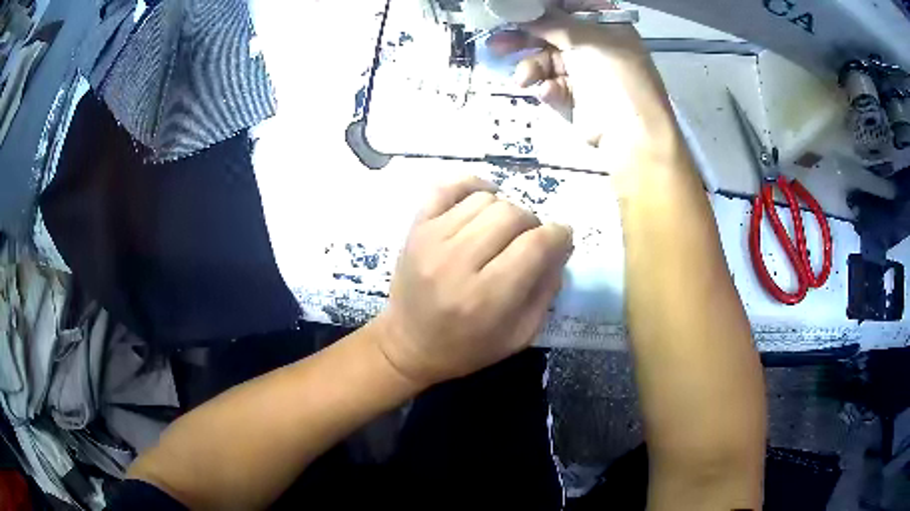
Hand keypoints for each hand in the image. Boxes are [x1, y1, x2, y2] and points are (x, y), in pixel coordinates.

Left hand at [374, 177, 572, 386]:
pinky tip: (481, 200)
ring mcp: (432, 240)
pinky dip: (472, 186)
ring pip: (486, 199)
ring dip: (505, 210)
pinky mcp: (416, 227)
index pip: (536, 244)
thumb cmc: (467, 348)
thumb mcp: (519, 335)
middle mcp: (457, 262)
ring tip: (502, 231)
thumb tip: (560, 246)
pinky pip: (448, 186)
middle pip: (513, 214)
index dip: (559, 235)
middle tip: (529, 241)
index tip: (561, 238)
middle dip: (533, 224)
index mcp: (487, 297)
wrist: (408, 345)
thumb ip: (546, 290)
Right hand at [487, 11, 671, 155]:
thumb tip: (524, 14)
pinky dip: (547, 88)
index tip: (513, 11)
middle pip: (551, 34)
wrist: (631, 133)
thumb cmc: (617, 76)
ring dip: (531, 67)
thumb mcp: (588, 39)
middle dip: (524, 38)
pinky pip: (551, 85)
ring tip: (522, 78)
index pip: (568, 9)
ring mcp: (584, 73)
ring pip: (546, 61)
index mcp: (605, 27)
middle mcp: (594, 46)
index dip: (541, 9)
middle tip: (496, 42)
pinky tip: (549, 93)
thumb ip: (553, 22)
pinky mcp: (574, 98)